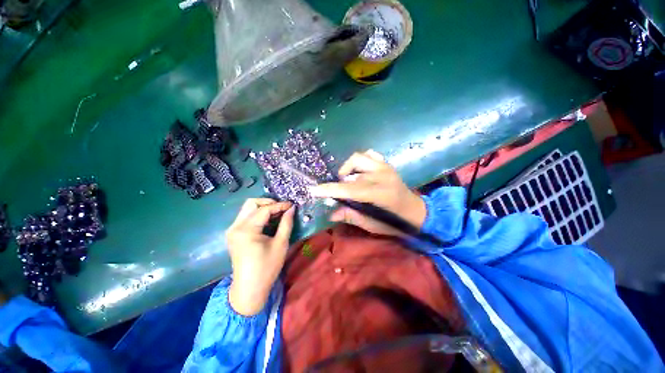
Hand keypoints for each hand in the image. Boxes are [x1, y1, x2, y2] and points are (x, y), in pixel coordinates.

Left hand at [226, 198, 294, 315]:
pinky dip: (258, 214)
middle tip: (283, 208)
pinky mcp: (233, 234)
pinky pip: (246, 216)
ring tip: (278, 213)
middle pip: (251, 203)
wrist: (249, 288)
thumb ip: (286, 223)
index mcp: (246, 230)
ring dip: (263, 207)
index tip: (292, 205)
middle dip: (269, 202)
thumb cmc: (267, 268)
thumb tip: (292, 208)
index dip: (280, 205)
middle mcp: (235, 227)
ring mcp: (232, 230)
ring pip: (248, 208)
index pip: (264, 209)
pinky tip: (269, 220)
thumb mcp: (281, 244)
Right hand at [309, 150, 425, 236]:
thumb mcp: (372, 224)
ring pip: (358, 158)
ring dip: (349, 168)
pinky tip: (360, 172)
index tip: (314, 190)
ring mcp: (385, 167)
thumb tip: (331, 213)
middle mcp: (382, 176)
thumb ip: (351, 216)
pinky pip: (369, 154)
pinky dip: (360, 162)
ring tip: (349, 180)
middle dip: (339, 182)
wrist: (416, 211)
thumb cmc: (395, 222)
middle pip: (352, 172)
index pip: (350, 189)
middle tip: (338, 192)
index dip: (330, 190)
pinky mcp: (387, 164)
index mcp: (380, 193)